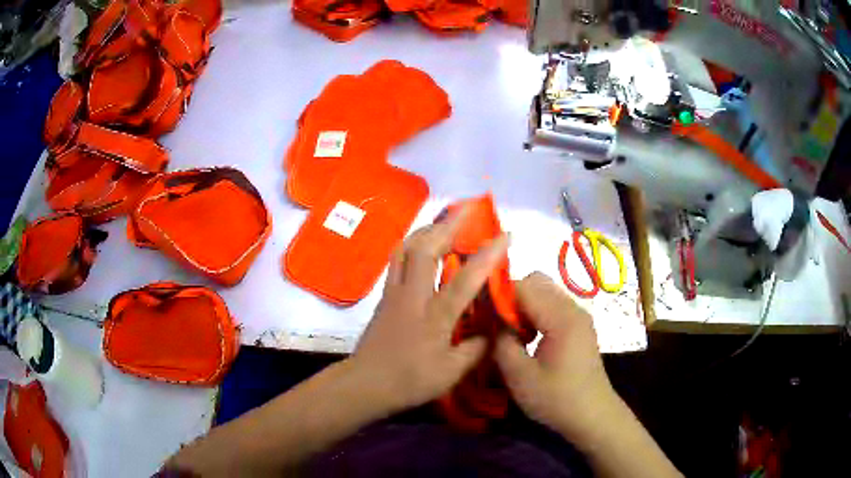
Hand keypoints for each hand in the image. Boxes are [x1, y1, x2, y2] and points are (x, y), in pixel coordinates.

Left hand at [349, 208, 509, 412]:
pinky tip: (420, 245)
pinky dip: (412, 244)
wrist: (366, 383)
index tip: (505, 235)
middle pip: (425, 249)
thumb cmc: (409, 381)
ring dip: (426, 230)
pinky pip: (397, 259)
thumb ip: (475, 350)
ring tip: (443, 222)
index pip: (465, 280)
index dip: (487, 256)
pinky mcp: (384, 296)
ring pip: (406, 249)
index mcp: (434, 317)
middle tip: (466, 211)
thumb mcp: (451, 373)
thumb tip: (493, 331)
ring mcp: (394, 292)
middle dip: (448, 225)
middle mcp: (413, 296)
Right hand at [494, 272, 619, 441]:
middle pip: (536, 282)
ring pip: (544, 292)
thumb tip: (491, 321)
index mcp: (560, 318)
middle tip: (497, 324)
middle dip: (512, 297)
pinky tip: (529, 339)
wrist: (592, 415)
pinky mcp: (579, 326)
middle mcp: (572, 308)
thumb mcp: (520, 376)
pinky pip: (553, 305)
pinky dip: (536, 313)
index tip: (480, 313)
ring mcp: (578, 316)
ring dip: (524, 305)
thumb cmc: (556, 398)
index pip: (523, 286)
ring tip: (512, 333)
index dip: (498, 295)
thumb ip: (501, 342)